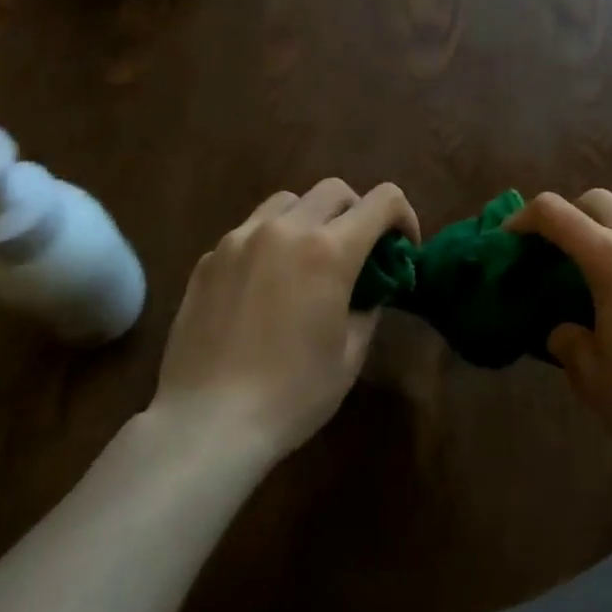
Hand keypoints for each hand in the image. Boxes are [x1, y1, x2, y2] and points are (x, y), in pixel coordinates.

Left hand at [152, 179, 418, 461]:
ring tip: (307, 259)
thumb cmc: (292, 394)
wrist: (208, 421)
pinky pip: (249, 231)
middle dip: (356, 212)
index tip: (402, 246)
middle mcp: (285, 230)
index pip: (383, 200)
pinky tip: (263, 286)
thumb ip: (368, 306)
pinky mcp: (209, 258)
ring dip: (310, 218)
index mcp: (329, 250)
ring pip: (287, 202)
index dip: (403, 216)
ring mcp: (240, 239)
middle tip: (357, 250)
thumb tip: (371, 287)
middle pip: (334, 190)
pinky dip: (269, 243)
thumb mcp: (350, 354)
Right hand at [507, 189, 611, 486]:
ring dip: (603, 231)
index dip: (523, 218)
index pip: (555, 213)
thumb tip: (566, 328)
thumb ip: (566, 339)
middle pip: (595, 200)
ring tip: (594, 275)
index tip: (509, 240)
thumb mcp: (590, 375)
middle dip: (566, 216)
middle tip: (552, 253)